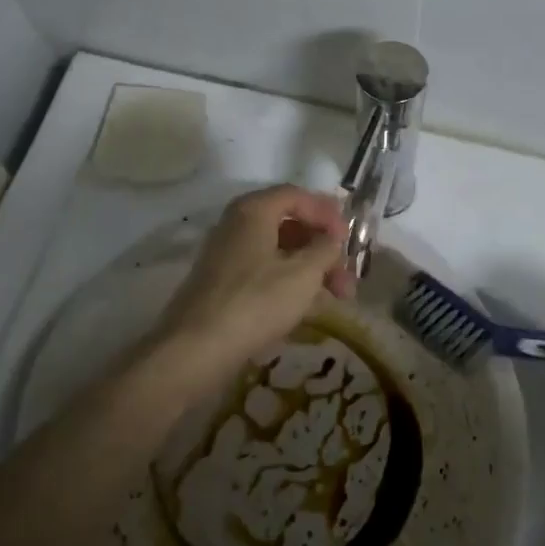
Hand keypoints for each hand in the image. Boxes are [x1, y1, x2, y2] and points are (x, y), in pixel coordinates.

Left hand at [154, 185, 353, 372]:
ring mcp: (226, 256)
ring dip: (311, 270)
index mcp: (253, 211)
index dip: (326, 212)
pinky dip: (290, 283)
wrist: (197, 349)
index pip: (296, 196)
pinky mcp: (223, 285)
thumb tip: (331, 239)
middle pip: (288, 225)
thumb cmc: (256, 301)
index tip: (348, 238)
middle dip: (323, 249)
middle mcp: (236, 226)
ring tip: (338, 297)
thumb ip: (325, 249)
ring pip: (278, 253)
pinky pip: (264, 273)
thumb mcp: (304, 273)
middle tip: (347, 275)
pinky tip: (309, 307)